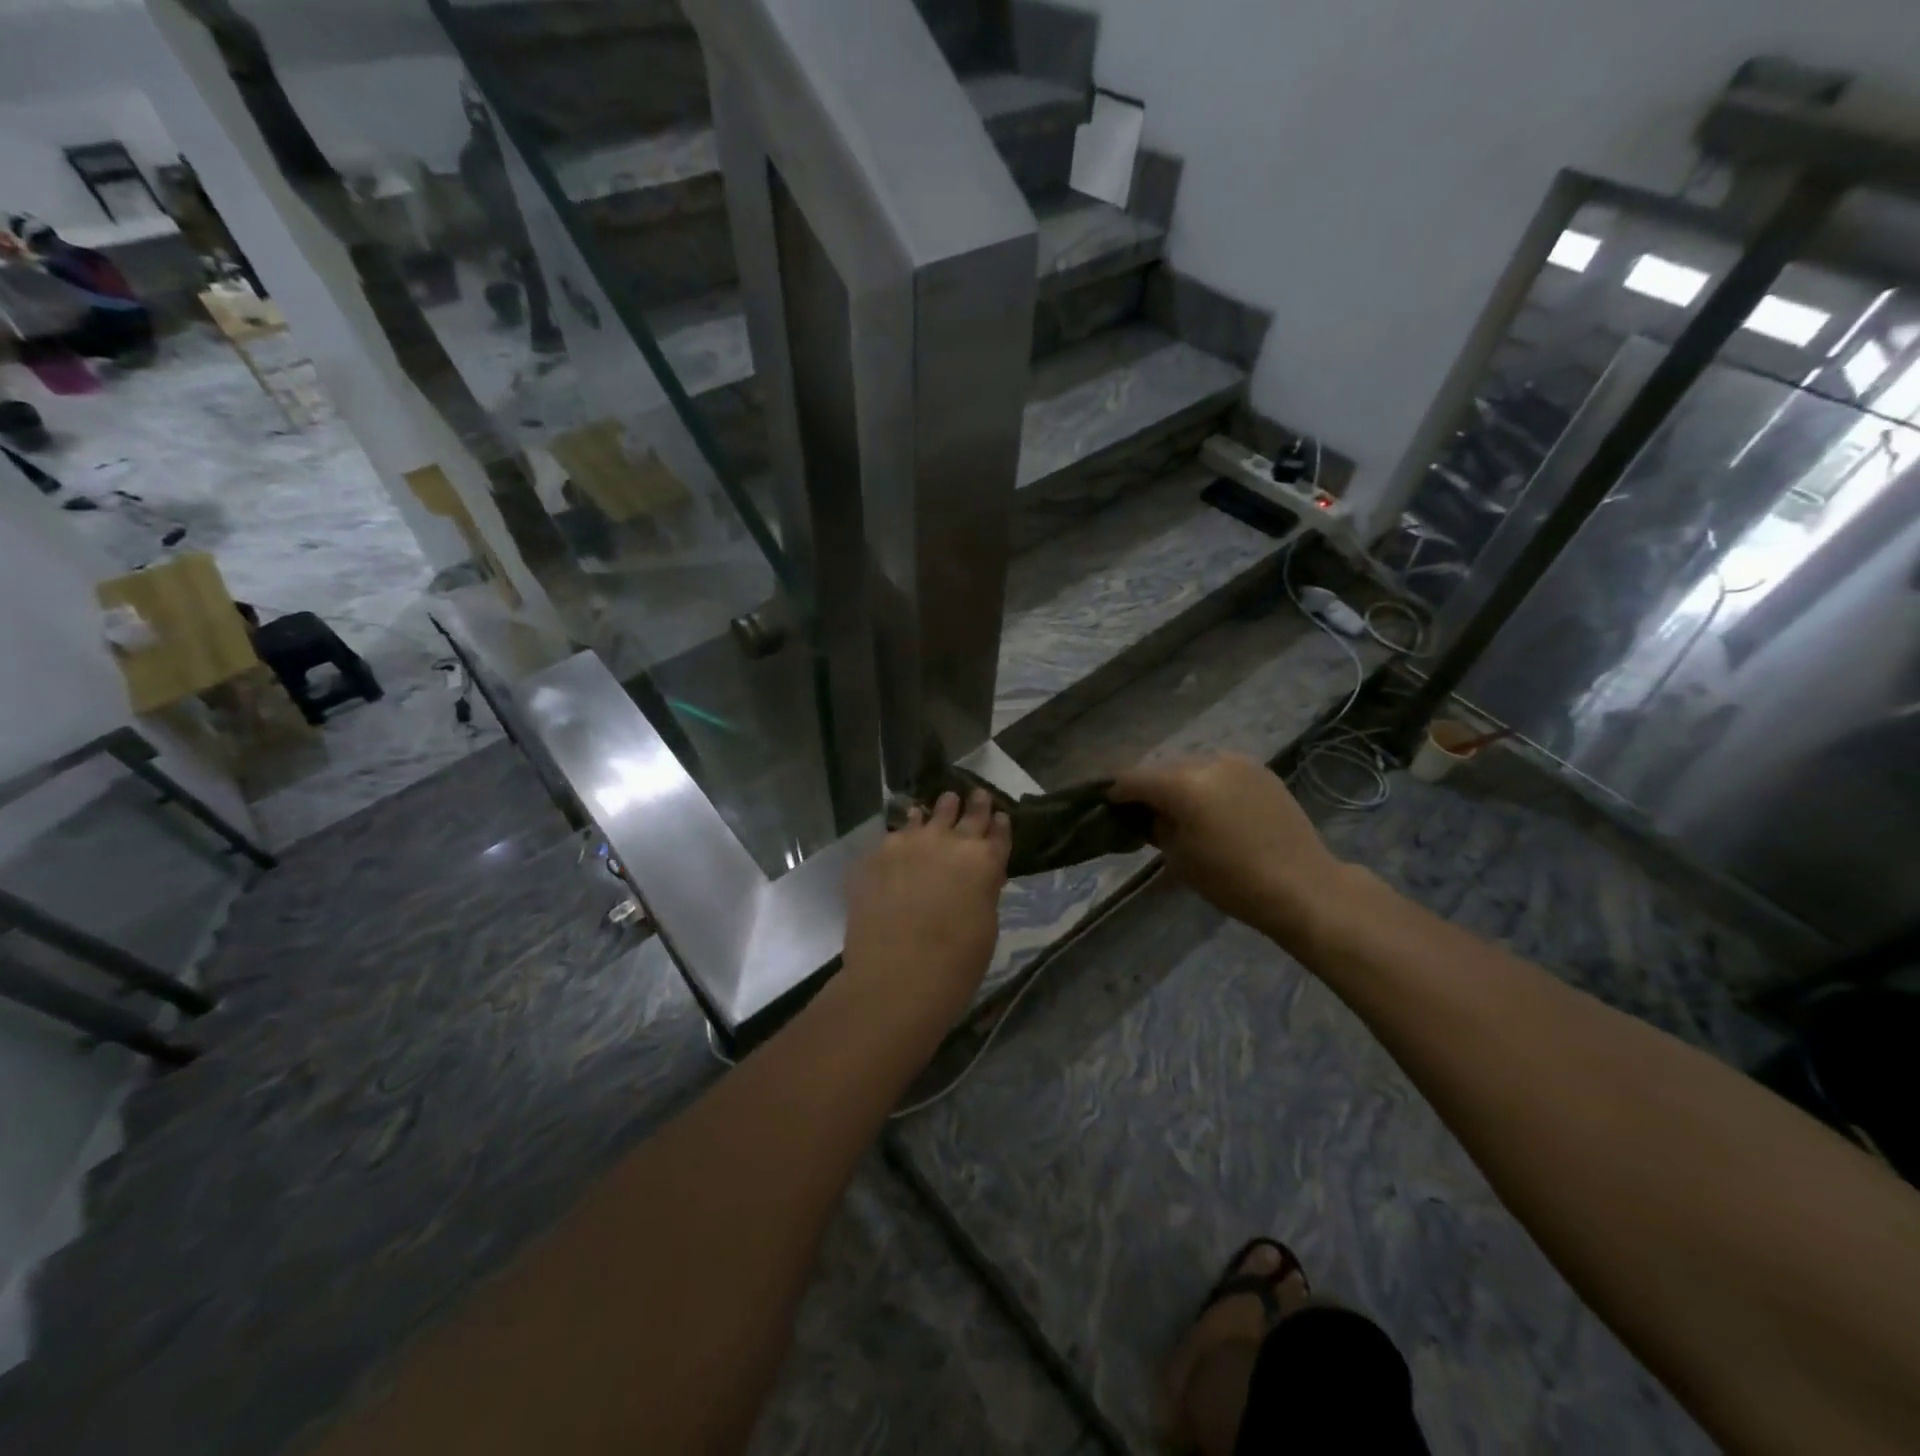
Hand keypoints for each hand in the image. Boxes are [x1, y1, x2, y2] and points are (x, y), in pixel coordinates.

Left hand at [842, 789, 1010, 1024]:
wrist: (897, 975)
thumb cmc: (955, 964)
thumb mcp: (985, 926)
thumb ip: (982, 891)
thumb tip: (976, 879)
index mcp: (984, 862)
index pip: (998, 833)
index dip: (999, 825)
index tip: (999, 816)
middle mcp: (949, 842)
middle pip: (966, 814)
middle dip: (973, 804)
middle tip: (975, 794)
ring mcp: (909, 844)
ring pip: (927, 815)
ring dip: (937, 811)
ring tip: (940, 804)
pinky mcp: (877, 855)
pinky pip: (893, 836)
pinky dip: (902, 833)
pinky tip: (900, 837)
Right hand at [1110, 754, 1353, 946]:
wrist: (1302, 886)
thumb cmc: (1231, 880)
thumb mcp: (1179, 858)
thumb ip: (1157, 827)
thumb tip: (1152, 814)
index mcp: (1182, 784)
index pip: (1133, 779)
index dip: (1117, 793)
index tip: (1110, 807)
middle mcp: (1208, 762)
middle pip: (1163, 768)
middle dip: (1151, 787)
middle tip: (1145, 812)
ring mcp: (1237, 763)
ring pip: (1192, 766)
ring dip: (1180, 784)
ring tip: (1181, 810)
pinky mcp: (1260, 771)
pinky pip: (1220, 771)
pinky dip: (1208, 784)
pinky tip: (1213, 808)